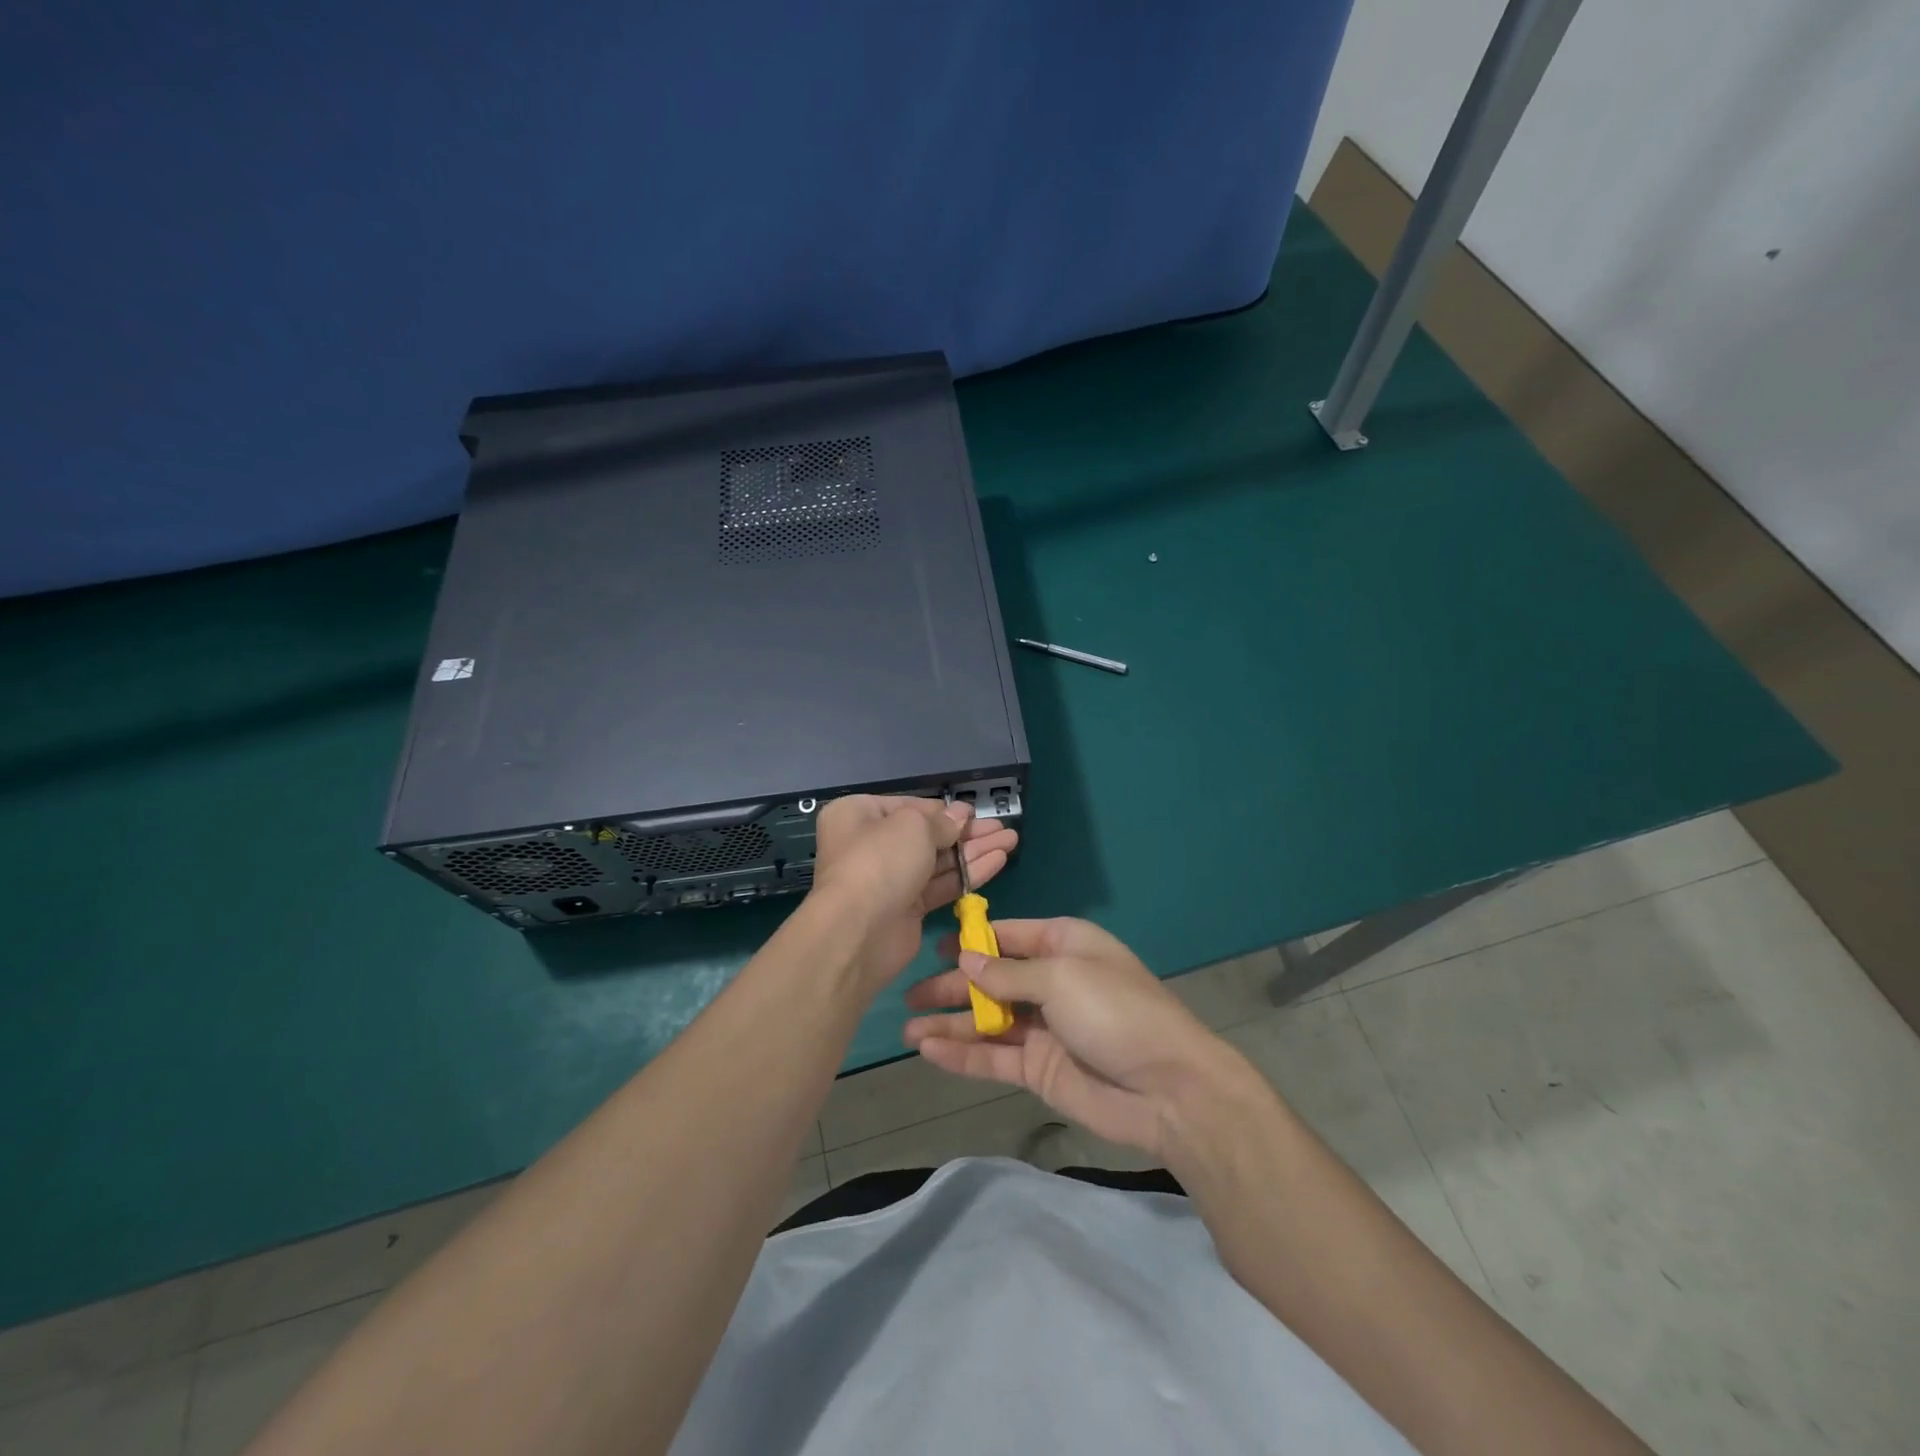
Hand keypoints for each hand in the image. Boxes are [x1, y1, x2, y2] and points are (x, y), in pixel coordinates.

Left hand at [809, 795, 1018, 992]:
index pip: (909, 806)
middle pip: (927, 834)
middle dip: (967, 831)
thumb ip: (941, 820)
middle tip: (1002, 827)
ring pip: (938, 860)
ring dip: (974, 851)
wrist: (859, 931)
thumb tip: (960, 815)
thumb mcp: (913, 826)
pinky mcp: (907, 909)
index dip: (943, 810)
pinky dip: (968, 873)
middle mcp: (871, 844)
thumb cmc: (880, 861)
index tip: (974, 812)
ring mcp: (889, 879)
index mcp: (859, 815)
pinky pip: (941, 885)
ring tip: (1011, 840)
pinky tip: (998, 861)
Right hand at [903, 918, 1249, 1159]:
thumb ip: (1008, 972)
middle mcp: (1051, 982)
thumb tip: (965, 959)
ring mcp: (1043, 1028)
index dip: (971, 940)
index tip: (932, 947)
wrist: (1168, 1089)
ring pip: (987, 1021)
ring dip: (949, 1022)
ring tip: (906, 1029)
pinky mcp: (1039, 1069)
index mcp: (1064, 945)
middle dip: (951, 986)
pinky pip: (993, 1057)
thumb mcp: (1061, 977)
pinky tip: (929, 1051)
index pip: (1008, 936)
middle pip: (991, 979)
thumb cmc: (1115, 1012)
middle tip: (907, 994)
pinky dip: (962, 1054)